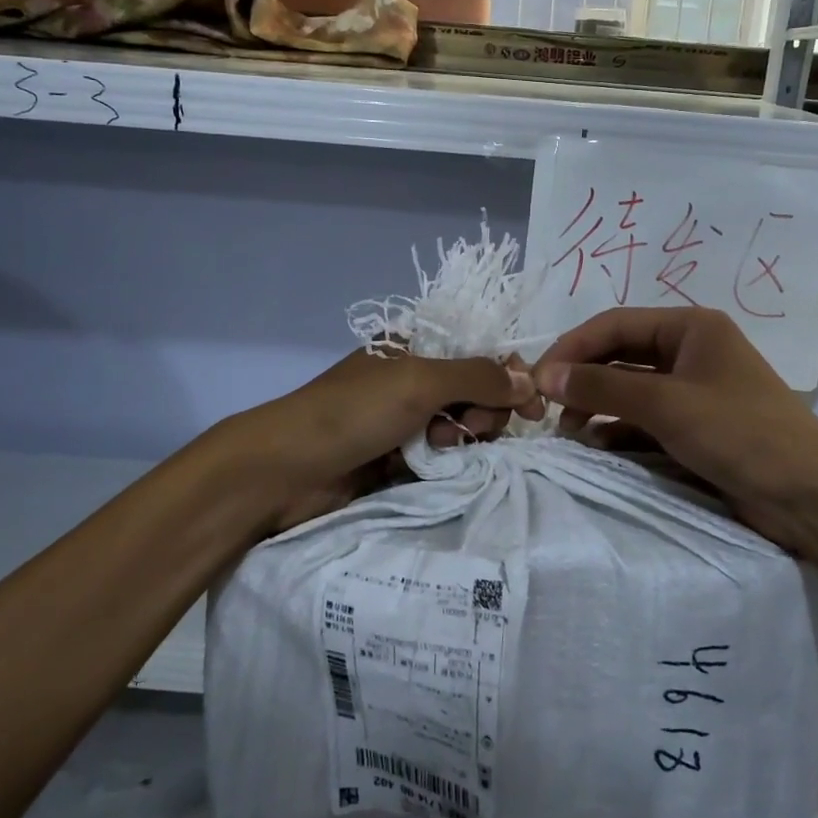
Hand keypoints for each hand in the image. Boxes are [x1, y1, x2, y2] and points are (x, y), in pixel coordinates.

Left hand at [206, 349, 543, 535]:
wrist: (284, 471)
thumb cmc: (353, 412)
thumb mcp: (419, 382)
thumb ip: (478, 377)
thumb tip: (529, 381)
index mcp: (414, 346)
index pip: (480, 353)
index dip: (510, 377)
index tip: (532, 408)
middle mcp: (411, 379)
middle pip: (476, 393)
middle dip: (481, 412)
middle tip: (465, 431)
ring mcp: (403, 420)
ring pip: (460, 428)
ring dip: (461, 439)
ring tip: (439, 450)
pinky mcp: (396, 458)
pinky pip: (440, 457)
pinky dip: (445, 462)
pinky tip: (435, 468)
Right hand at [534, 307, 817, 555]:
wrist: (811, 497)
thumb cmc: (740, 433)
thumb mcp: (667, 404)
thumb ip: (603, 387)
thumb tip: (545, 375)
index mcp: (690, 327)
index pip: (615, 324)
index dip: (572, 347)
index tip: (536, 378)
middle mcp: (690, 351)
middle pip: (620, 354)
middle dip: (583, 378)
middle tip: (547, 407)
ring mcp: (694, 391)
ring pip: (630, 388)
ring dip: (598, 405)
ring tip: (569, 431)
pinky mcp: (696, 427)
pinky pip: (645, 419)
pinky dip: (619, 429)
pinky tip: (597, 446)